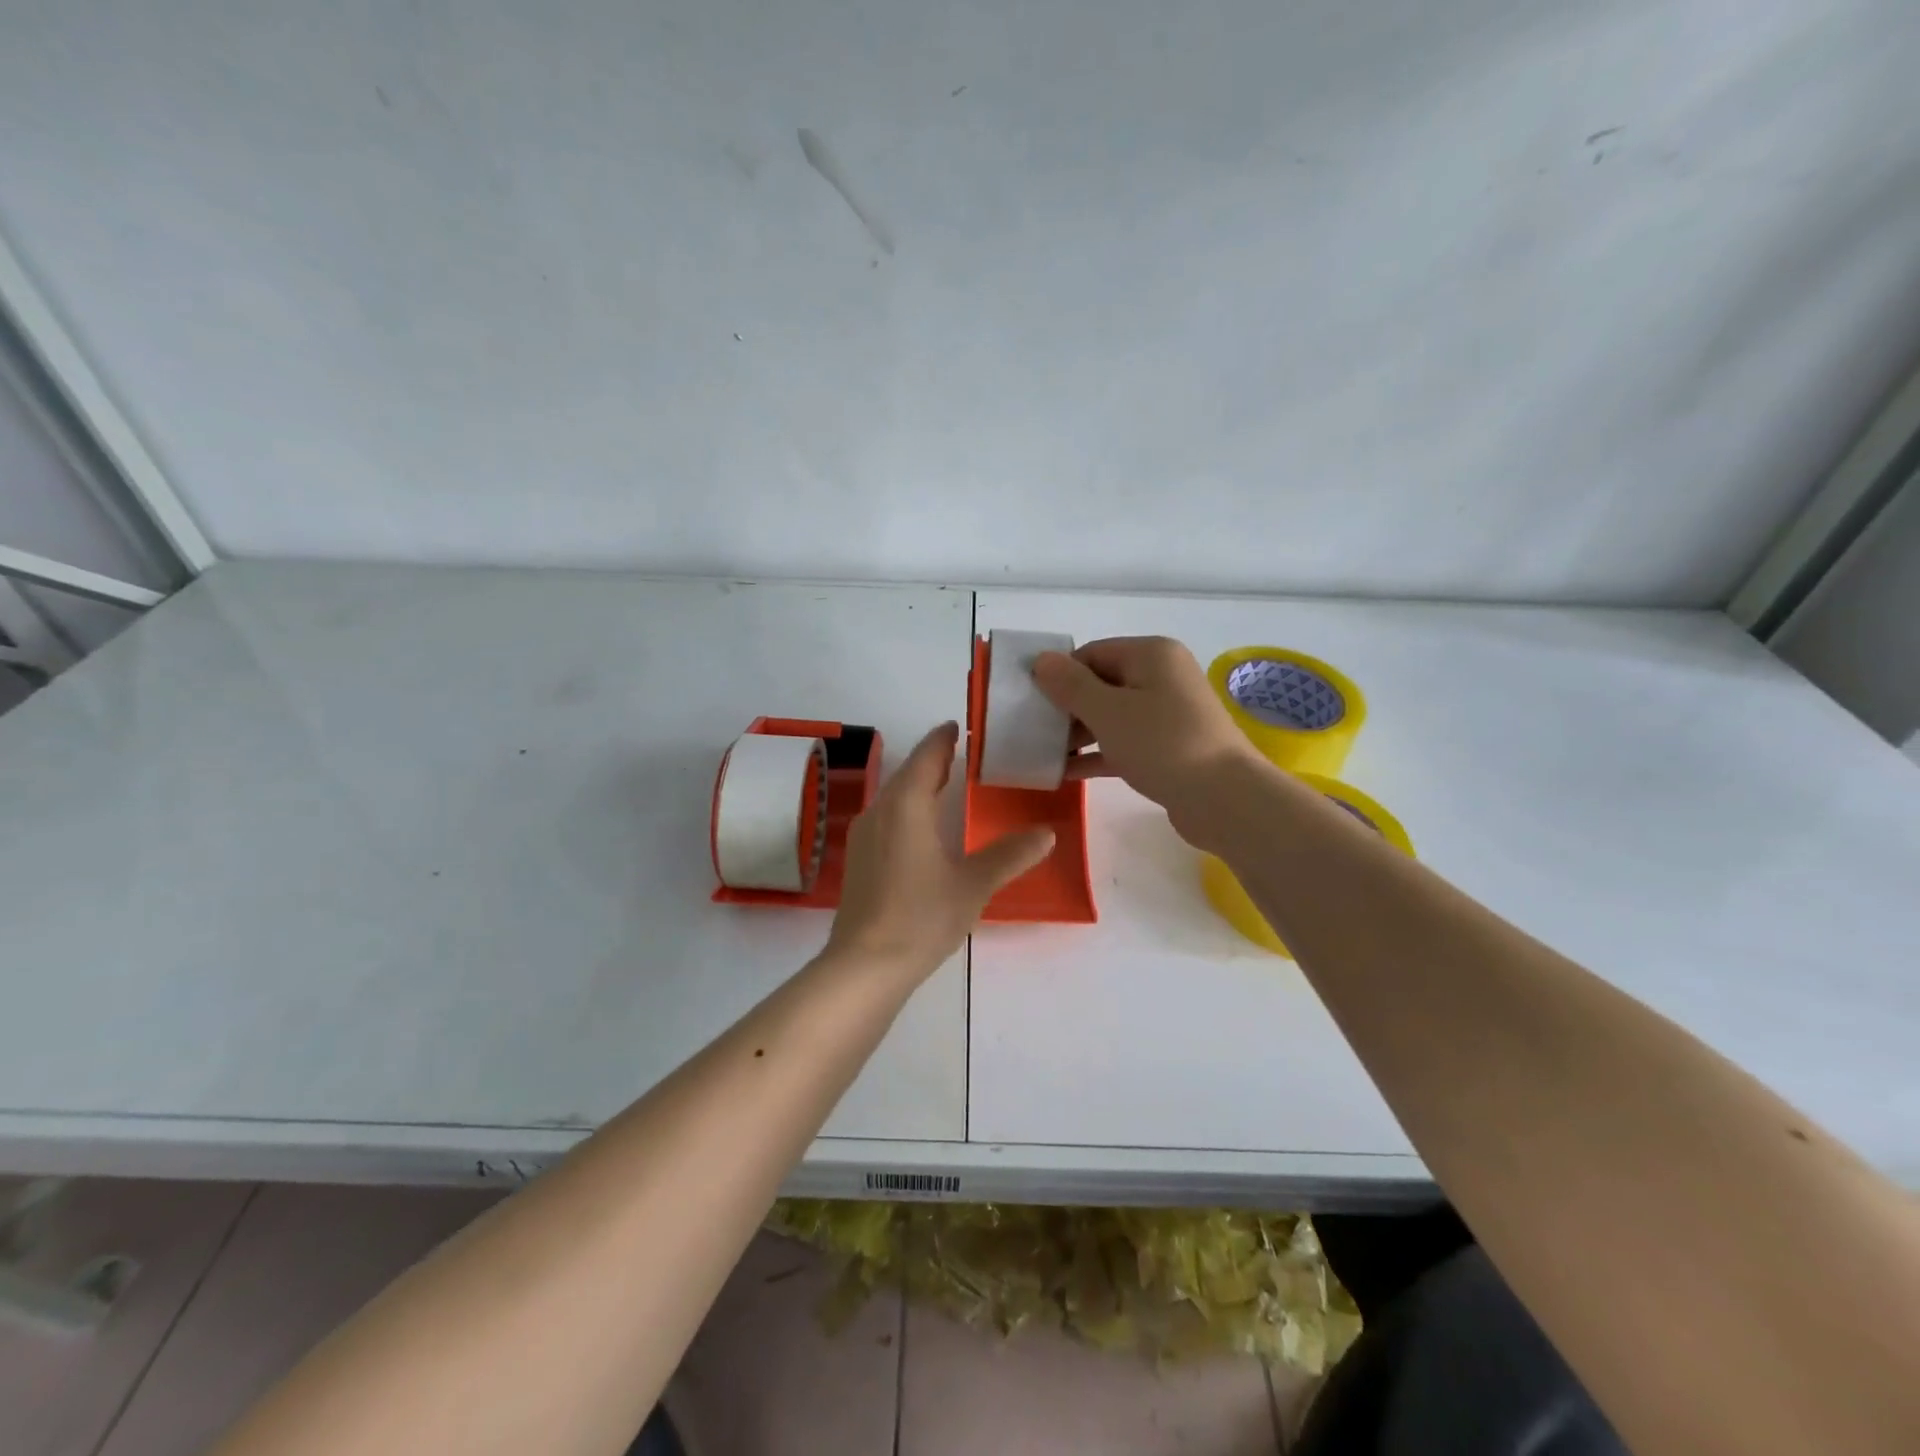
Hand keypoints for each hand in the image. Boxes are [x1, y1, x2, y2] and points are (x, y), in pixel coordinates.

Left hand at [826, 722, 1054, 980]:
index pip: (927, 756)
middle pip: (908, 773)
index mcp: (906, 805)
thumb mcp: (973, 884)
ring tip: (947, 785)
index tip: (961, 726)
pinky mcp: (859, 859)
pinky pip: (886, 817)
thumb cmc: (921, 916)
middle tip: (965, 754)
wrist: (865, 965)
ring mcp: (864, 835)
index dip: (944, 739)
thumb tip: (1047, 833)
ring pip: (894, 796)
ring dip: (919, 785)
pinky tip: (922, 828)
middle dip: (933, 760)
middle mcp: (880, 810)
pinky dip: (907, 808)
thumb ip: (1010, 855)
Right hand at [1033, 637, 1262, 846]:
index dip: (1060, 676)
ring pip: (1111, 716)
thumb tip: (1041, 659)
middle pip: (1101, 684)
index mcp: (1151, 655)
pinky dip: (1098, 754)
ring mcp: (1168, 714)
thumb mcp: (1107, 711)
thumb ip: (1070, 685)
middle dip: (1066, 708)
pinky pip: (1124, 743)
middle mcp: (1162, 677)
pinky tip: (1066, 773)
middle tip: (1033, 731)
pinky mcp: (1169, 748)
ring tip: (1044, 754)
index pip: (1091, 654)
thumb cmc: (1162, 744)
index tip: (1030, 703)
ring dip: (1078, 734)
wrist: (1224, 799)